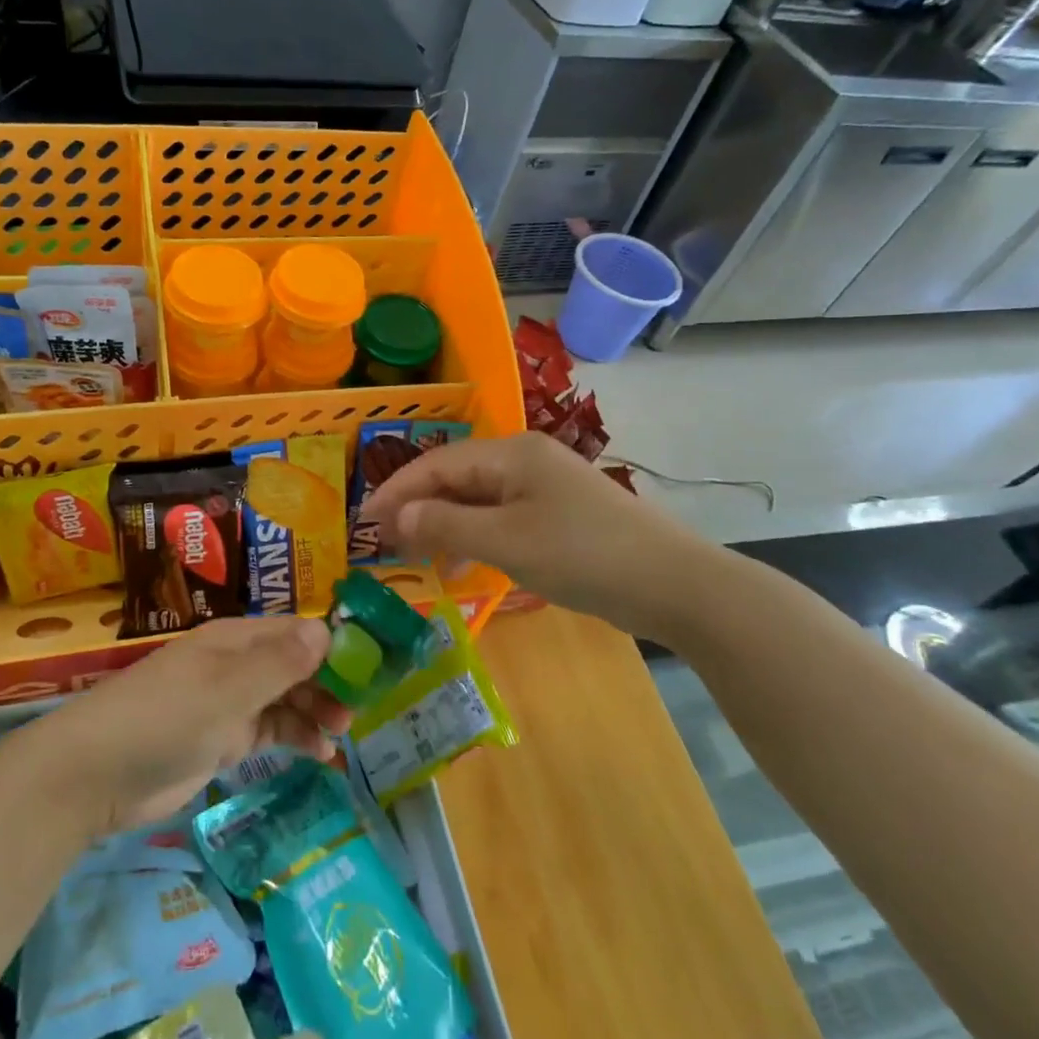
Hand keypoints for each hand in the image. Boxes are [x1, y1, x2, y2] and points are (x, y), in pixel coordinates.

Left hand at [41, 617, 351, 833]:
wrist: (96, 775)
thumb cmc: (165, 719)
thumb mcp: (227, 690)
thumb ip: (279, 664)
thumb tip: (326, 632)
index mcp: (234, 640)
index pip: (293, 631)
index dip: (331, 644)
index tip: (369, 665)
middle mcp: (233, 665)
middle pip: (292, 665)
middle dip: (327, 682)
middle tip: (358, 709)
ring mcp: (226, 702)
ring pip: (283, 699)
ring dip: (313, 712)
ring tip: (343, 734)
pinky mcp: (218, 740)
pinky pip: (267, 731)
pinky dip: (293, 738)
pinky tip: (319, 755)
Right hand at [360, 431, 726, 644]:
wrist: (675, 584)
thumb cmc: (584, 555)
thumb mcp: (507, 541)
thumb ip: (446, 525)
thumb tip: (395, 517)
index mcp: (511, 453)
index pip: (437, 463)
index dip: (397, 491)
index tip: (363, 522)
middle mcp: (525, 460)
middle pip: (456, 477)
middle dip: (417, 507)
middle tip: (382, 541)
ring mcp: (545, 487)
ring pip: (478, 498)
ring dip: (443, 523)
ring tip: (412, 553)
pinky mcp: (559, 515)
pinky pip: (501, 517)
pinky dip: (474, 535)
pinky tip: (460, 561)